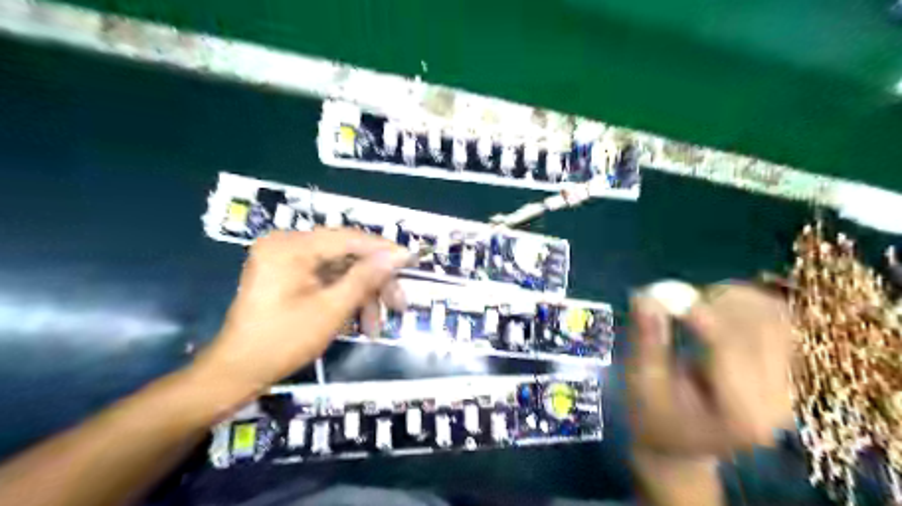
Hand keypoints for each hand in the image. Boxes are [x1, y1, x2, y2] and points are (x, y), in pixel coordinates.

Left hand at [198, 228, 411, 390]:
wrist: (237, 372)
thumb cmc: (283, 341)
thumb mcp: (332, 309)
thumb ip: (366, 277)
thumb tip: (398, 255)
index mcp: (291, 246)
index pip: (350, 238)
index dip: (384, 251)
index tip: (412, 262)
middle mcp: (288, 244)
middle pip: (347, 255)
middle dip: (374, 282)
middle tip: (399, 305)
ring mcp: (287, 260)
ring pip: (341, 270)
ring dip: (363, 296)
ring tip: (376, 327)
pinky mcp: (288, 275)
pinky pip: (327, 279)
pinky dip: (346, 299)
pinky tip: (360, 322)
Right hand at [629, 282, 789, 460]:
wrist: (683, 442)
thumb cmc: (654, 416)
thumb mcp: (642, 384)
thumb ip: (647, 341)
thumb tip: (645, 297)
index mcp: (741, 414)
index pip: (732, 347)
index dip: (700, 312)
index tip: (664, 294)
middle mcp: (779, 399)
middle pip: (763, 327)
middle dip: (717, 302)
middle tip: (679, 299)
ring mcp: (790, 384)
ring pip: (776, 316)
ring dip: (735, 298)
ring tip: (698, 303)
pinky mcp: (788, 368)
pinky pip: (779, 319)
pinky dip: (748, 303)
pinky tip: (718, 307)